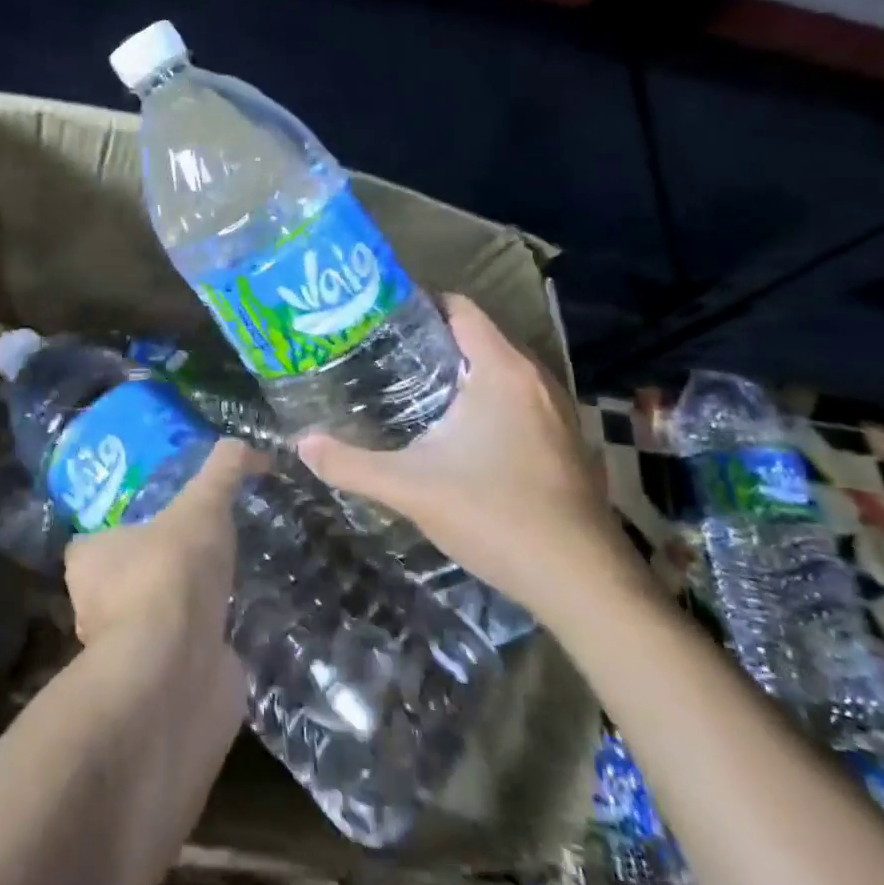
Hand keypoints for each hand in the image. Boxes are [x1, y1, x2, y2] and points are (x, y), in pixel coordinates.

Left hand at [64, 438, 256, 655]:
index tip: (166, 521)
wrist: (175, 673)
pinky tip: (229, 633)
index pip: (98, 539)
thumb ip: (222, 471)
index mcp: (88, 561)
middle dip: (158, 570)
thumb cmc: (170, 575)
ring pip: (152, 621)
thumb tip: (245, 445)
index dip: (129, 528)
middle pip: (125, 580)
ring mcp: (126, 653)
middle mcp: (96, 609)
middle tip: (200, 553)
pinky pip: (179, 659)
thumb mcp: (201, 505)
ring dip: (182, 611)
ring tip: (222, 589)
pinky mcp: (155, 689)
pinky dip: (201, 648)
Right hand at [298, 294, 645, 626]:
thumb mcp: (410, 487)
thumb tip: (302, 444)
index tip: (378, 316)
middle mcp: (534, 379)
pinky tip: (456, 430)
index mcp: (501, 371)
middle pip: (478, 336)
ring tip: (408, 385)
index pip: (460, 308)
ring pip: (500, 370)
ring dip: (459, 371)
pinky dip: (485, 399)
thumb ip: (351, 464)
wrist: (582, 581)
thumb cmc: (495, 515)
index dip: (419, 303)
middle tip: (380, 351)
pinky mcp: (565, 442)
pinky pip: (517, 399)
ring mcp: (556, 411)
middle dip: (431, 339)